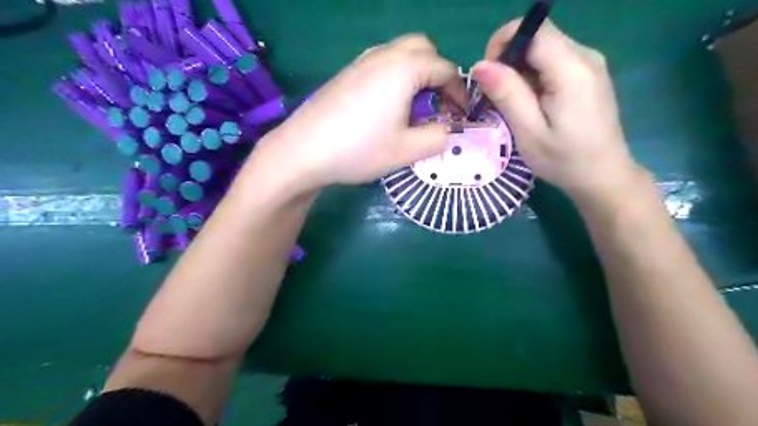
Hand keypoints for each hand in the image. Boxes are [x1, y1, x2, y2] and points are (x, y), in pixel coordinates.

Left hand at [251, 33, 461, 192]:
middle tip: (438, 103)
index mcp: (404, 68)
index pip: (445, 69)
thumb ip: (438, 137)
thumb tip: (449, 129)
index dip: (460, 91)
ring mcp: (361, 62)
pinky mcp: (346, 74)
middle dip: (438, 72)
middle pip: (423, 48)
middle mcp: (383, 55)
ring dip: (416, 72)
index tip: (462, 114)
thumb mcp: (407, 150)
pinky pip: (380, 62)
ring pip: (400, 52)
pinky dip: (395, 75)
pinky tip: (387, 104)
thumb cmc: (359, 150)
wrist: (303, 151)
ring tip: (414, 105)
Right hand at [473, 17, 640, 197]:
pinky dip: (534, 77)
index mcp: (572, 69)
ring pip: (543, 49)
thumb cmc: (564, 160)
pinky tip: (533, 105)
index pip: (533, 29)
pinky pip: (553, 61)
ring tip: (516, 106)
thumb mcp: (529, 132)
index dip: (504, 43)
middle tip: (499, 97)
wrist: (603, 175)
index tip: (489, 76)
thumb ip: (507, 94)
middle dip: (510, 61)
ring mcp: (589, 64)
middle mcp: (585, 56)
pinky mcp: (588, 74)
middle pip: (537, 38)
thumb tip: (480, 65)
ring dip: (521, 71)